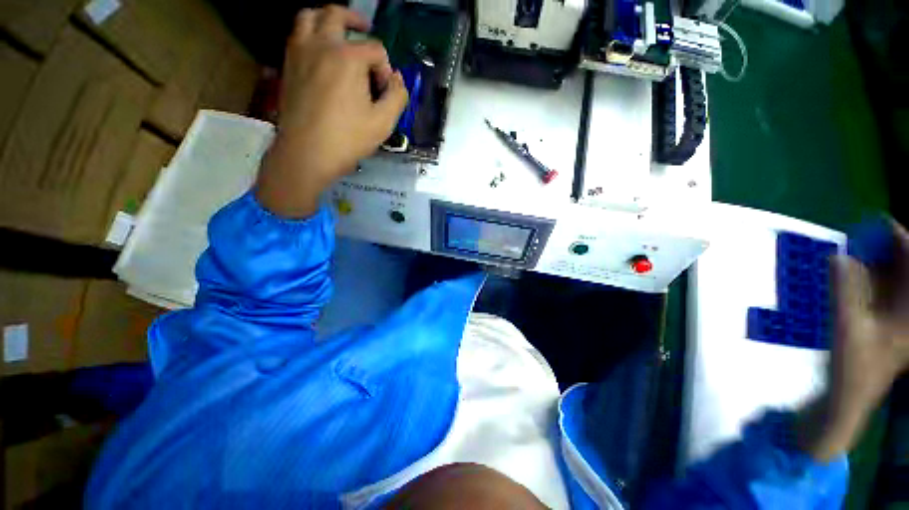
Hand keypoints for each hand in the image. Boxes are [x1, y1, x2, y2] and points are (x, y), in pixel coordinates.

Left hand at [256, 6, 408, 216]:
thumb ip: (397, 97)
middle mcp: (322, 45)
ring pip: (309, 16)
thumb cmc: (348, 139)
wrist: (307, 153)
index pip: (375, 49)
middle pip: (337, 14)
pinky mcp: (288, 65)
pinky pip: (297, 35)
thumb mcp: (383, 123)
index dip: (385, 69)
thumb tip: (397, 79)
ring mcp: (300, 52)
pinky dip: (310, 33)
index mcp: (348, 58)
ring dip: (326, 17)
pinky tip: (320, 51)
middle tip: (365, 29)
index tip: (383, 92)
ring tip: (338, 31)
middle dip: (356, 20)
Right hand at [797, 221, 908, 461]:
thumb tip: (839, 257)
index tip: (880, 223)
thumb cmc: (853, 366)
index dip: (901, 240)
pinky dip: (873, 277)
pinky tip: (857, 273)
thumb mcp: (846, 328)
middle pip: (906, 270)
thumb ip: (844, 291)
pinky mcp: (887, 322)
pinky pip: (885, 290)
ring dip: (881, 262)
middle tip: (866, 235)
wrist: (850, 396)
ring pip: (897, 279)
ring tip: (859, 250)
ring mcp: (899, 317)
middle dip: (890, 249)